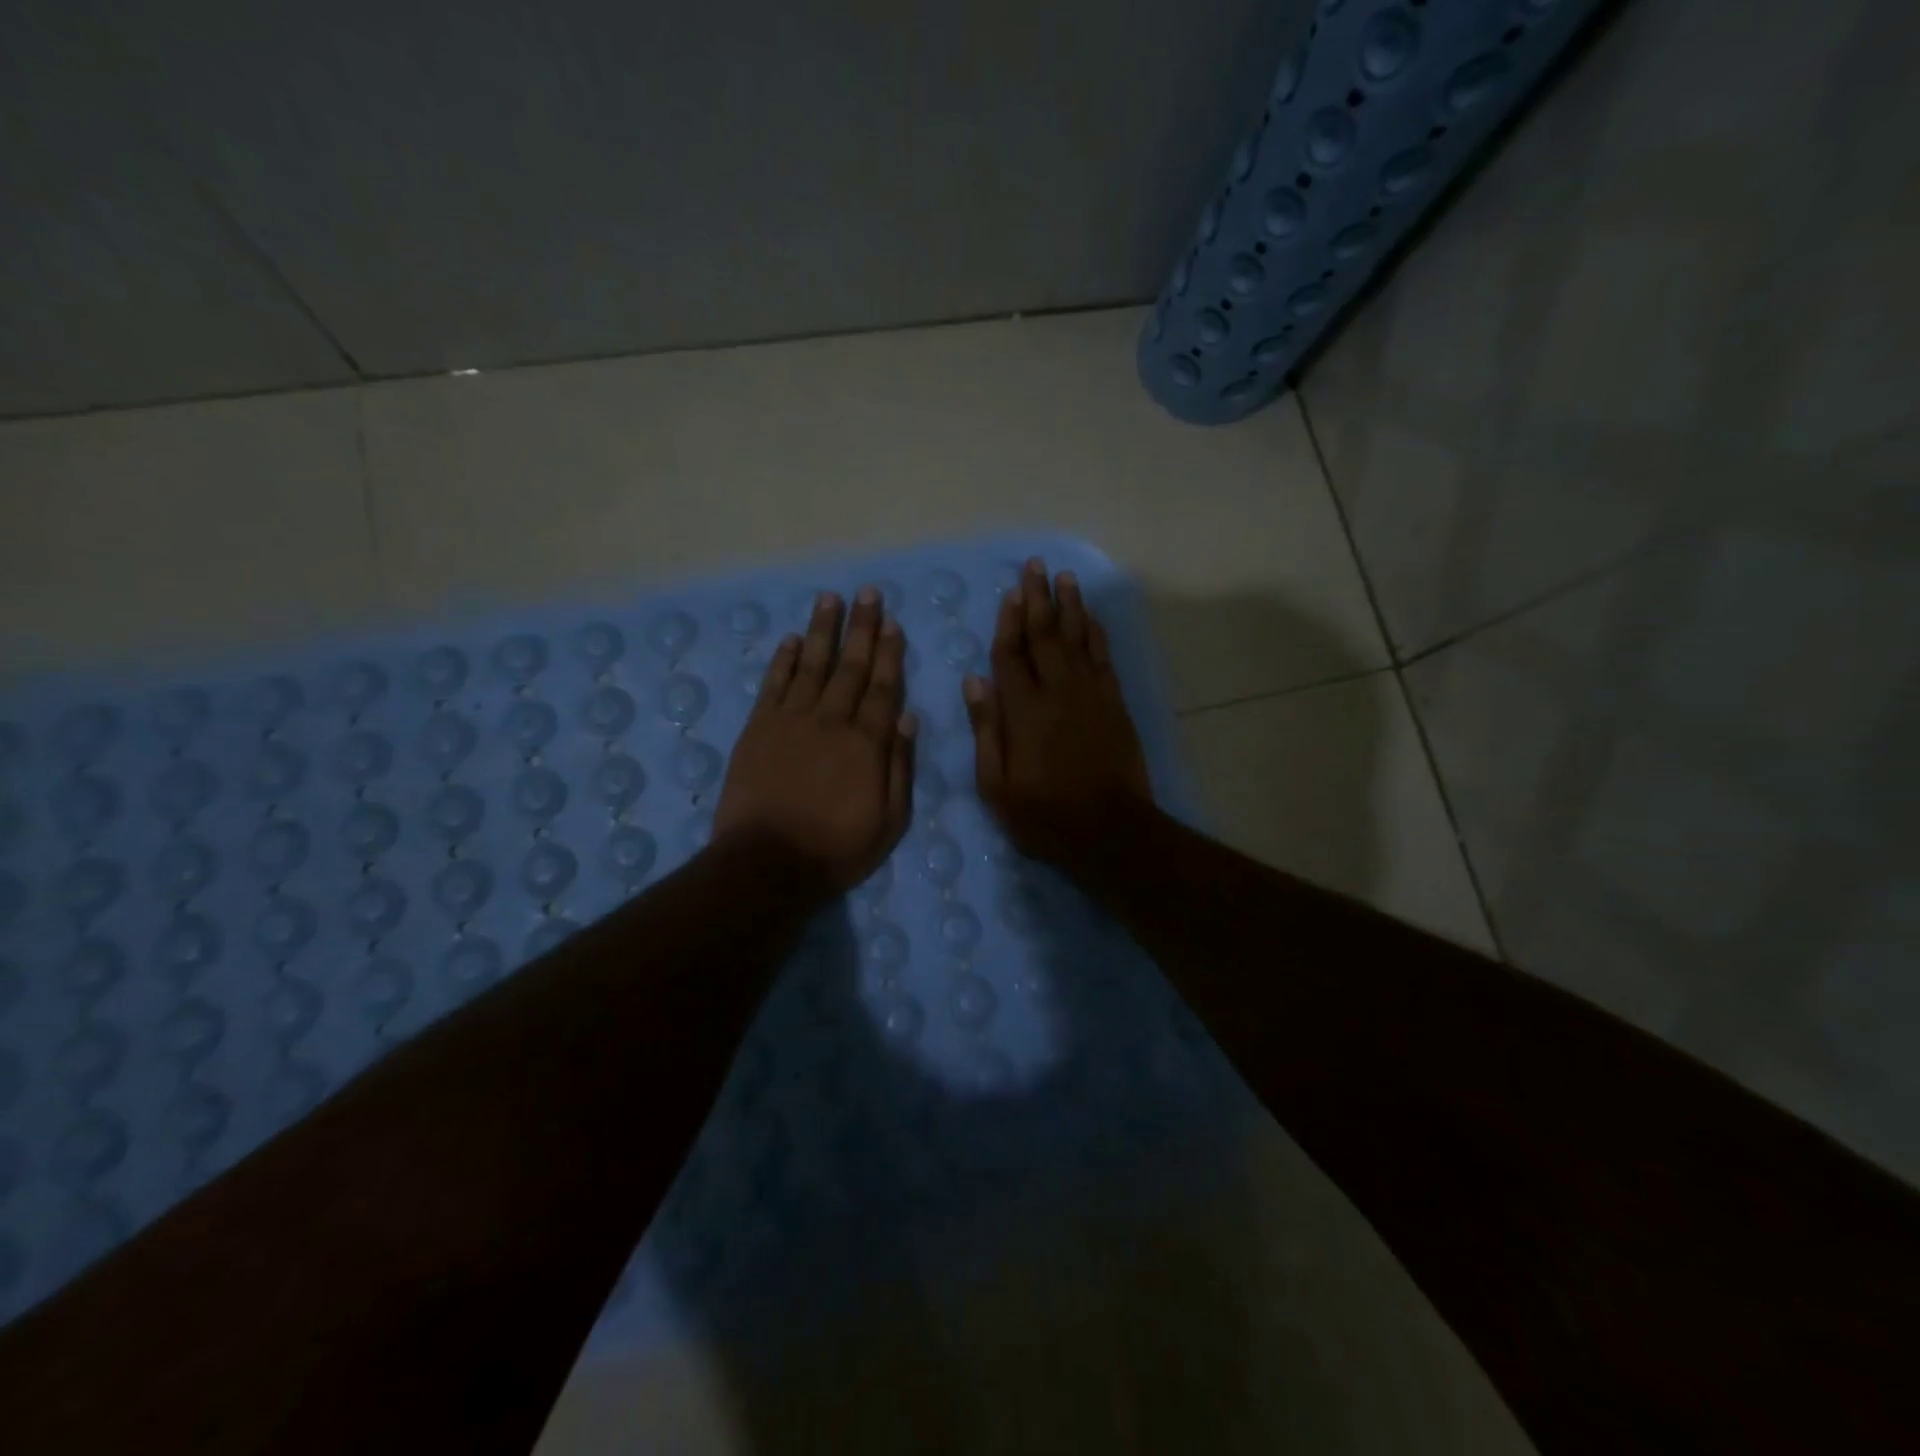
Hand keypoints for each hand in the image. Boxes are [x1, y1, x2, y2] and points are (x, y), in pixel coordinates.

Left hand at [714, 587, 915, 889]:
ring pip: (812, 665)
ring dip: (823, 630)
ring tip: (830, 598)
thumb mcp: (889, 820)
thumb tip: (908, 716)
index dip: (888, 653)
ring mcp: (791, 721)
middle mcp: (831, 721)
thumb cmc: (837, 848)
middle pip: (849, 666)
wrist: (768, 863)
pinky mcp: (758, 729)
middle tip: (867, 592)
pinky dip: (784, 660)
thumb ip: (900, 766)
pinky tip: (792, 639)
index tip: (892, 622)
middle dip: (861, 628)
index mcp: (867, 743)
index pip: (882, 687)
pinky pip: (774, 685)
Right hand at [964, 558, 1152, 865]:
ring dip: (1070, 605)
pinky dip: (1096, 632)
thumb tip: (974, 682)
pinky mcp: (1114, 702)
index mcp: (1023, 710)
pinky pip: (1103, 656)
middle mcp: (1057, 690)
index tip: (1009, 593)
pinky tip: (1091, 616)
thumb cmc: (1044, 814)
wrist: (1110, 830)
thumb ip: (986, 729)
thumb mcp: (996, 785)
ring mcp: (1090, 694)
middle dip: (1038, 598)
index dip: (1008, 622)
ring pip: (1078, 637)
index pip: (1011, 655)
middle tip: (1036, 566)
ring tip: (1065, 578)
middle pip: (1045, 634)